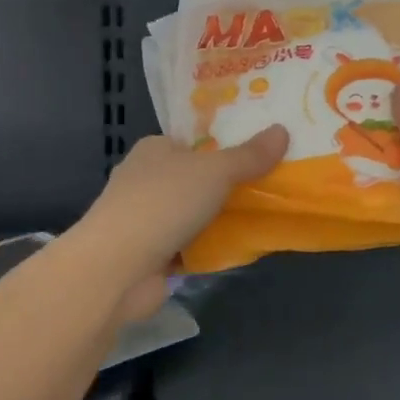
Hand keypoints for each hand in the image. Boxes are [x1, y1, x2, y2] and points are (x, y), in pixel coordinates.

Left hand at [73, 127, 288, 322]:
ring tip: (263, 216)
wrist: (117, 268)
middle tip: (269, 186)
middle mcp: (145, 179)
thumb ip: (249, 156)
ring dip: (218, 218)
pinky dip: (208, 247)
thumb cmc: (163, 203)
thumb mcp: (215, 171)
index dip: (223, 146)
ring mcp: (144, 219)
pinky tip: (238, 249)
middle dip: (225, 185)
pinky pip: (188, 245)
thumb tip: (282, 130)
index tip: (259, 153)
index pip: (193, 142)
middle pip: (195, 178)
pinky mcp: (148, 254)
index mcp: (154, 149)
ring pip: (192, 213)